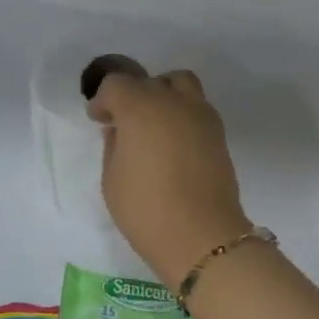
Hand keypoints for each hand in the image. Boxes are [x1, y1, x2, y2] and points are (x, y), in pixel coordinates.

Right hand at [87, 68, 248, 289]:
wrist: (202, 236)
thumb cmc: (146, 209)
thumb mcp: (113, 179)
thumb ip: (113, 145)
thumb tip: (121, 130)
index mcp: (141, 106)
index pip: (117, 84)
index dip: (104, 100)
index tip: (99, 120)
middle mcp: (174, 101)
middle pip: (150, 82)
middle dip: (133, 95)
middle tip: (124, 123)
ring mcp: (201, 114)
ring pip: (181, 85)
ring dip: (164, 95)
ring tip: (154, 126)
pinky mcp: (219, 133)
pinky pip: (196, 108)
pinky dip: (182, 114)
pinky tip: (173, 143)